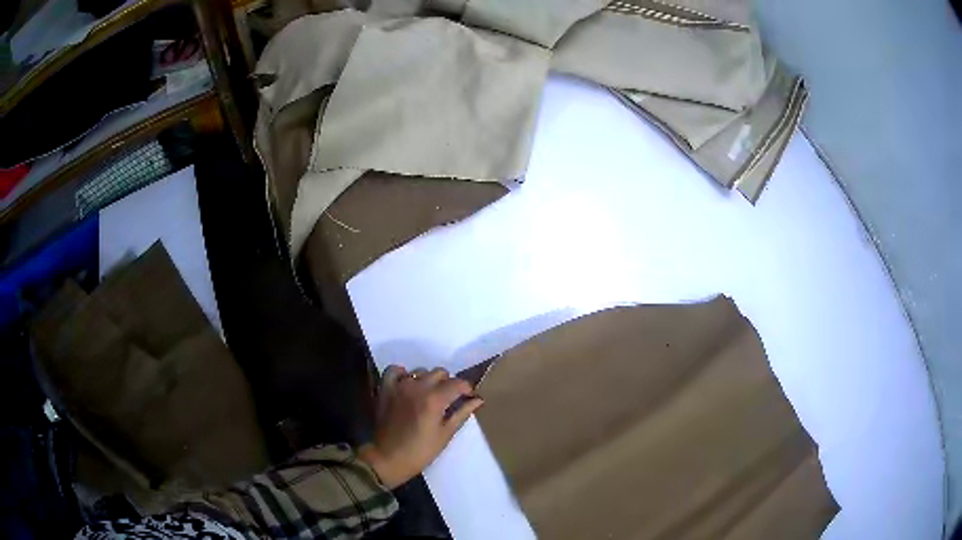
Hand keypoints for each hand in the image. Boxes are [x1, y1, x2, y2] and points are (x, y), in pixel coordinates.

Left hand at [358, 366, 483, 488]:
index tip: (469, 397)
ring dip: (428, 380)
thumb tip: (478, 400)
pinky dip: (402, 374)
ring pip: (420, 371)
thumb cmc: (421, 451)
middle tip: (449, 399)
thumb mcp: (445, 434)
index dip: (467, 388)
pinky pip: (394, 370)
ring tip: (429, 395)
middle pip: (440, 373)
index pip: (458, 383)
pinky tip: (407, 384)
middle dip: (449, 383)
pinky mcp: (385, 389)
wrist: (388, 458)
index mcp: (435, 399)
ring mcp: (399, 386)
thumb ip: (461, 413)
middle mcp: (417, 387)